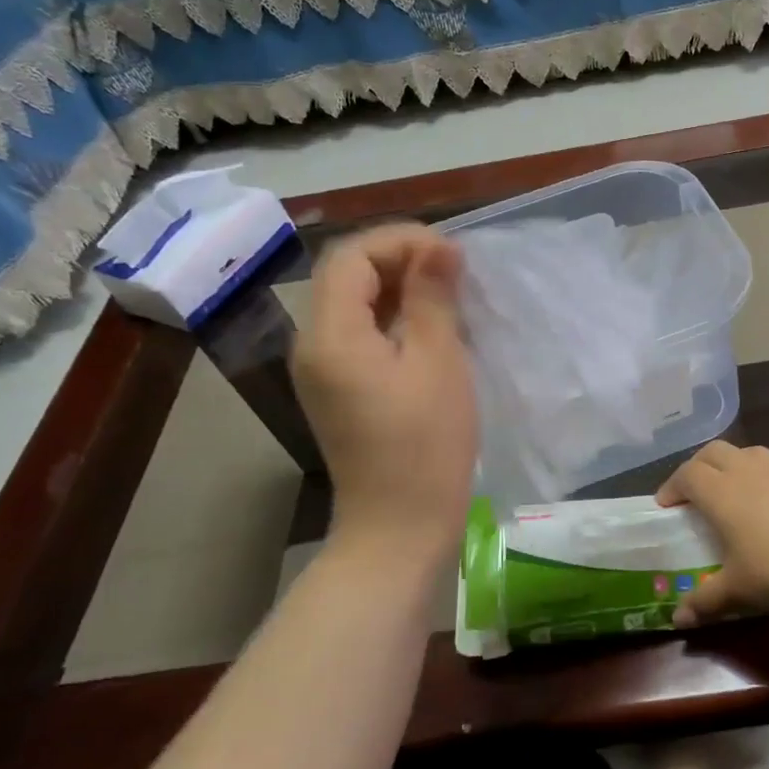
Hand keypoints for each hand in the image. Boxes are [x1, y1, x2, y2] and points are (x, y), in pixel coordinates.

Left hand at [292, 224, 477, 564]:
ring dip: (398, 288)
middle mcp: (313, 346)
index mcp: (331, 335)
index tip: (452, 254)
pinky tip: (430, 330)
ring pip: (353, 305)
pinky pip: (359, 336)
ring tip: (449, 295)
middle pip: (346, 277)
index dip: (400, 241)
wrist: (399, 528)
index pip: (351, 257)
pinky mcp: (338, 392)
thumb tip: (438, 248)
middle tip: (455, 271)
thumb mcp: (439, 363)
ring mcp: (322, 372)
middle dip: (399, 260)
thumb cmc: (426, 445)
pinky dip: (393, 319)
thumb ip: (433, 298)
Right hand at [656, 442, 768, 626]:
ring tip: (739, 489)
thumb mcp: (739, 592)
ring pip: (753, 452)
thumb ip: (705, 602)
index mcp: (722, 493)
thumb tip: (677, 619)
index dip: (672, 486)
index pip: (687, 474)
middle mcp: (750, 471)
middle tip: (696, 491)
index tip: (666, 505)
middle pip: (715, 452)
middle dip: (700, 466)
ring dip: (739, 464)